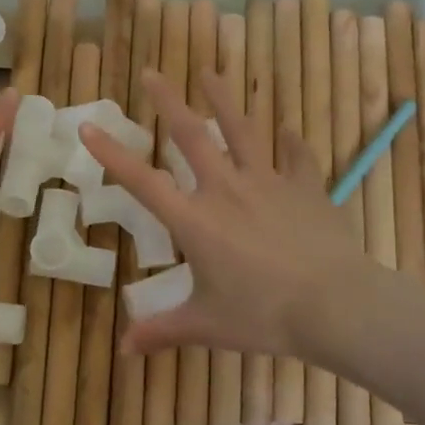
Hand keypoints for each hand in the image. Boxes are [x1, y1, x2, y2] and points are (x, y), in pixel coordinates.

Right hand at [81, 70, 375, 357]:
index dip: (112, 154)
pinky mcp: (306, 188)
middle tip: (153, 73)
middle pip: (192, 136)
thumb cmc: (264, 316)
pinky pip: (298, 158)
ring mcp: (269, 183)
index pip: (142, 182)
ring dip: (224, 100)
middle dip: (168, 102)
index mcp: (195, 221)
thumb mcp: (207, 325)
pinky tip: (290, 130)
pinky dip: (293, 143)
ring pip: (243, 131)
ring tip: (211, 73)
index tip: (88, 125)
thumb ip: (163, 331)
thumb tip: (123, 351)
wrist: (335, 306)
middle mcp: (226, 190)